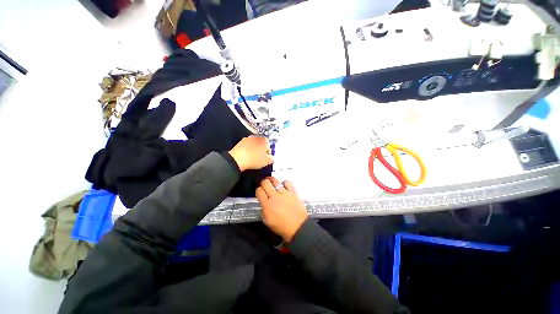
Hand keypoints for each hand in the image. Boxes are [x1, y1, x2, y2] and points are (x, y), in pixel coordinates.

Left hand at [229, 136, 273, 171]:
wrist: (237, 159)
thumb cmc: (254, 159)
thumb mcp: (267, 161)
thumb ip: (272, 158)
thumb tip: (271, 157)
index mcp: (265, 140)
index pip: (269, 146)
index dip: (268, 153)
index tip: (266, 159)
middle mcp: (257, 137)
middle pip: (261, 144)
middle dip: (261, 150)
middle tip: (260, 158)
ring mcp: (248, 139)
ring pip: (254, 145)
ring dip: (254, 150)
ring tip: (253, 158)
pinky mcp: (240, 142)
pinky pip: (247, 147)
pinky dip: (248, 150)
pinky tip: (247, 157)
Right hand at [256, 177, 307, 241]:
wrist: (297, 227)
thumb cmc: (281, 226)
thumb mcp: (267, 221)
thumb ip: (263, 210)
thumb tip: (264, 203)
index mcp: (267, 204)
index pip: (259, 191)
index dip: (258, 190)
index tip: (260, 192)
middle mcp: (274, 196)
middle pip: (265, 183)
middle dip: (263, 182)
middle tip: (265, 185)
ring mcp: (284, 193)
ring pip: (275, 181)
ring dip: (272, 180)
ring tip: (272, 181)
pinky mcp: (292, 192)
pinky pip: (288, 182)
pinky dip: (284, 183)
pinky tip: (284, 186)